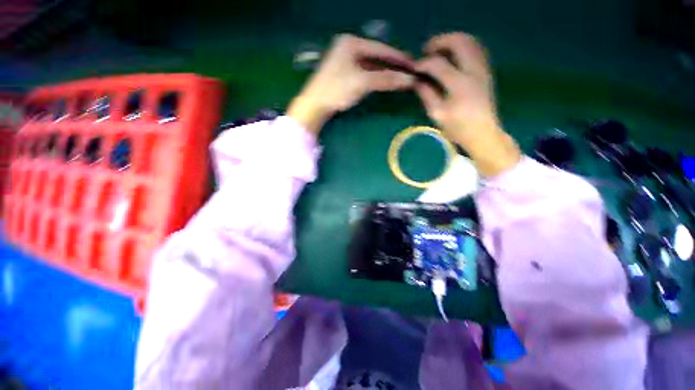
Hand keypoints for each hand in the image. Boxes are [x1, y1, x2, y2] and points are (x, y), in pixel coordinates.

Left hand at [288, 34, 414, 135]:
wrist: (315, 105)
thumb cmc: (336, 89)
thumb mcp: (362, 82)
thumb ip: (385, 79)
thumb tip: (409, 80)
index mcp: (351, 43)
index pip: (380, 48)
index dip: (397, 57)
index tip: (413, 63)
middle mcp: (348, 48)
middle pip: (376, 56)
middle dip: (392, 65)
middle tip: (409, 70)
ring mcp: (345, 61)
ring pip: (370, 66)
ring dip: (384, 72)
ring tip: (400, 77)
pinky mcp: (344, 74)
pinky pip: (364, 73)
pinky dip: (375, 78)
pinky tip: (384, 81)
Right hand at [414, 33, 520, 176]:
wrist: (483, 133)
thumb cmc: (458, 128)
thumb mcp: (437, 114)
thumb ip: (426, 94)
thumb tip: (417, 80)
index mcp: (459, 84)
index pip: (438, 64)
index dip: (423, 63)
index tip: (414, 68)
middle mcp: (473, 70)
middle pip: (458, 41)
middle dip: (439, 42)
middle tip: (426, 52)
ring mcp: (482, 69)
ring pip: (470, 41)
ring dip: (451, 42)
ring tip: (438, 53)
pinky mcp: (486, 71)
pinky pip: (475, 49)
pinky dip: (462, 47)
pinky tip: (452, 58)